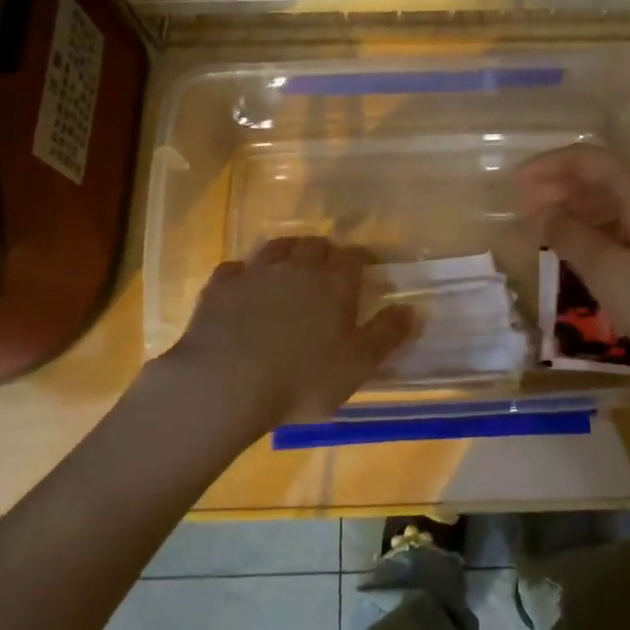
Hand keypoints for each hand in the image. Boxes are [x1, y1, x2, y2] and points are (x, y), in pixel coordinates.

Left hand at [162, 237, 413, 435]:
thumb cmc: (302, 380)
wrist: (226, 384)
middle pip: (314, 245)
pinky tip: (243, 286)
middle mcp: (297, 268)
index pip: (353, 256)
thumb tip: (409, 309)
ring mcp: (255, 273)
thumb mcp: (358, 366)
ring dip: (287, 252)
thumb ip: (386, 335)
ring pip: (276, 247)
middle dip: (324, 251)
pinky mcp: (220, 287)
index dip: (361, 258)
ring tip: (290, 267)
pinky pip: (235, 268)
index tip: (365, 266)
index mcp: (334, 284)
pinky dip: (244, 273)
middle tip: (327, 268)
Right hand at [517, 145, 629, 387]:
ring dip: (582, 208)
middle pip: (603, 175)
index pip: (585, 159)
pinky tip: (588, 246)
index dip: (546, 167)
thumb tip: (544, 213)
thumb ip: (569, 235)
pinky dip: (606, 225)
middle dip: (561, 188)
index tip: (514, 185)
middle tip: (525, 210)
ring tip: (549, 229)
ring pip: (620, 198)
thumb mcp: (608, 272)